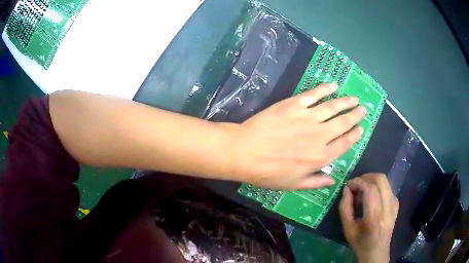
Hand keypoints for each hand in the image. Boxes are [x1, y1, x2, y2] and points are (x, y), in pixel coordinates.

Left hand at [229, 83, 365, 189]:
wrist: (245, 152)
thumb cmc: (268, 172)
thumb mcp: (294, 184)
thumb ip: (316, 182)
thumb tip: (334, 181)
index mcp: (321, 157)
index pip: (345, 143)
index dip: (355, 135)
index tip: (361, 128)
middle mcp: (320, 135)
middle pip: (343, 123)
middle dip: (355, 116)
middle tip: (363, 109)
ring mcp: (308, 117)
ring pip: (333, 107)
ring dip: (346, 102)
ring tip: (354, 98)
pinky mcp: (294, 104)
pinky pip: (314, 94)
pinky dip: (325, 89)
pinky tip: (333, 85)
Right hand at [339, 173, 398, 262]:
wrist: (376, 252)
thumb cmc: (360, 242)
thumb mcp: (347, 228)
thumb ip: (345, 207)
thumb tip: (346, 189)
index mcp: (374, 216)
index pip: (370, 188)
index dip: (358, 182)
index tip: (348, 186)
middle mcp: (387, 207)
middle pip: (381, 179)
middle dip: (366, 177)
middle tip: (356, 185)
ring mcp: (394, 204)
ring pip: (386, 181)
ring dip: (372, 180)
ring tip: (363, 189)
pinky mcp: (396, 204)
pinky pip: (388, 188)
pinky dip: (379, 187)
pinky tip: (372, 197)